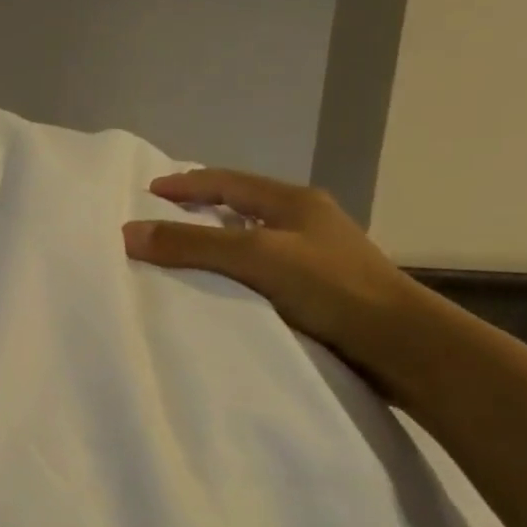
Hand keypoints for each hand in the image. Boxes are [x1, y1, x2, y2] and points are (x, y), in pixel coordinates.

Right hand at [122, 169, 436, 384]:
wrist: (400, 345)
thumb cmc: (330, 288)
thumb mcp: (256, 258)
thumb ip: (193, 245)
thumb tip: (127, 232)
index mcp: (294, 202)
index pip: (228, 182)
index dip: (186, 184)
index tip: (149, 193)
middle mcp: (304, 222)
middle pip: (240, 207)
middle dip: (199, 209)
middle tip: (160, 221)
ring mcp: (314, 257)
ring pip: (251, 240)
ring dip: (216, 243)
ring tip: (180, 257)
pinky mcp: (316, 291)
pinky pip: (261, 271)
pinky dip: (232, 273)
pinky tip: (218, 292)